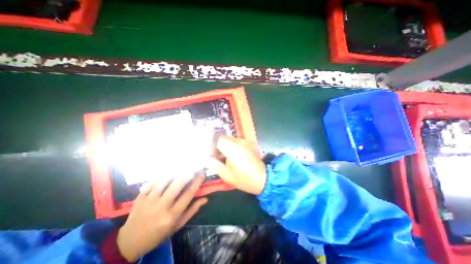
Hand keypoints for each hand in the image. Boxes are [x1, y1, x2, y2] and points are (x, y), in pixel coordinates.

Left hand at [117, 175, 206, 261]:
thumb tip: (205, 199)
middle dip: (187, 174)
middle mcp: (161, 207)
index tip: (202, 174)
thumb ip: (192, 211)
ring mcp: (148, 201)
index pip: (187, 195)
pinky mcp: (140, 197)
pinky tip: (168, 172)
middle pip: (176, 185)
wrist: (130, 241)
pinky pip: (153, 182)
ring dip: (175, 173)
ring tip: (182, 168)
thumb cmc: (159, 234)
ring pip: (164, 181)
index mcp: (171, 216)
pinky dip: (162, 176)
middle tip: (194, 168)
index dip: (196, 182)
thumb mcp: (178, 225)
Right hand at [208, 137, 266, 193]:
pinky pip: (235, 142)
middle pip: (222, 138)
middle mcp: (239, 141)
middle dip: (215, 145)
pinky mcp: (248, 143)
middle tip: (213, 156)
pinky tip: (229, 156)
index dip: (209, 143)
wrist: (263, 179)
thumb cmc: (244, 179)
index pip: (217, 138)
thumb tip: (206, 158)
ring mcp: (244, 141)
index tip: (207, 152)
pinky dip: (229, 147)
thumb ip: (214, 164)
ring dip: (222, 146)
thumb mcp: (226, 174)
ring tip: (221, 158)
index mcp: (233, 148)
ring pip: (228, 140)